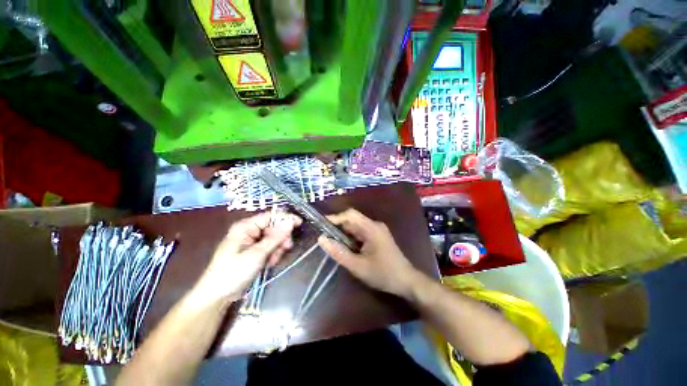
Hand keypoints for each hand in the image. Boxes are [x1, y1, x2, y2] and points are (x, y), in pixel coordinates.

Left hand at [198, 211, 301, 300]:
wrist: (218, 295)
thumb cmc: (234, 272)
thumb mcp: (257, 254)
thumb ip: (275, 237)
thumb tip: (290, 222)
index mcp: (246, 226)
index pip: (270, 216)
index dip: (285, 218)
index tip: (299, 223)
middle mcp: (249, 230)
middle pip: (274, 227)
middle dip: (281, 238)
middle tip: (286, 247)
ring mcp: (252, 241)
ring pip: (274, 238)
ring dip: (277, 248)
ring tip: (273, 260)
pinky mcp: (254, 250)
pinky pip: (269, 247)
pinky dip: (273, 253)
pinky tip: (270, 263)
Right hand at [318, 209, 420, 297]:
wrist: (406, 281)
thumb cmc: (383, 274)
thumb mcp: (358, 266)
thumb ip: (339, 252)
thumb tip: (321, 239)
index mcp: (371, 228)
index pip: (350, 215)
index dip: (335, 217)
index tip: (321, 224)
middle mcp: (374, 225)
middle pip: (353, 219)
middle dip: (338, 227)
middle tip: (325, 237)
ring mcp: (377, 230)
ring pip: (356, 226)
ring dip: (344, 233)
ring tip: (333, 243)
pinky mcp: (378, 236)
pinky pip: (361, 232)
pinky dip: (351, 237)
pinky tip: (346, 247)